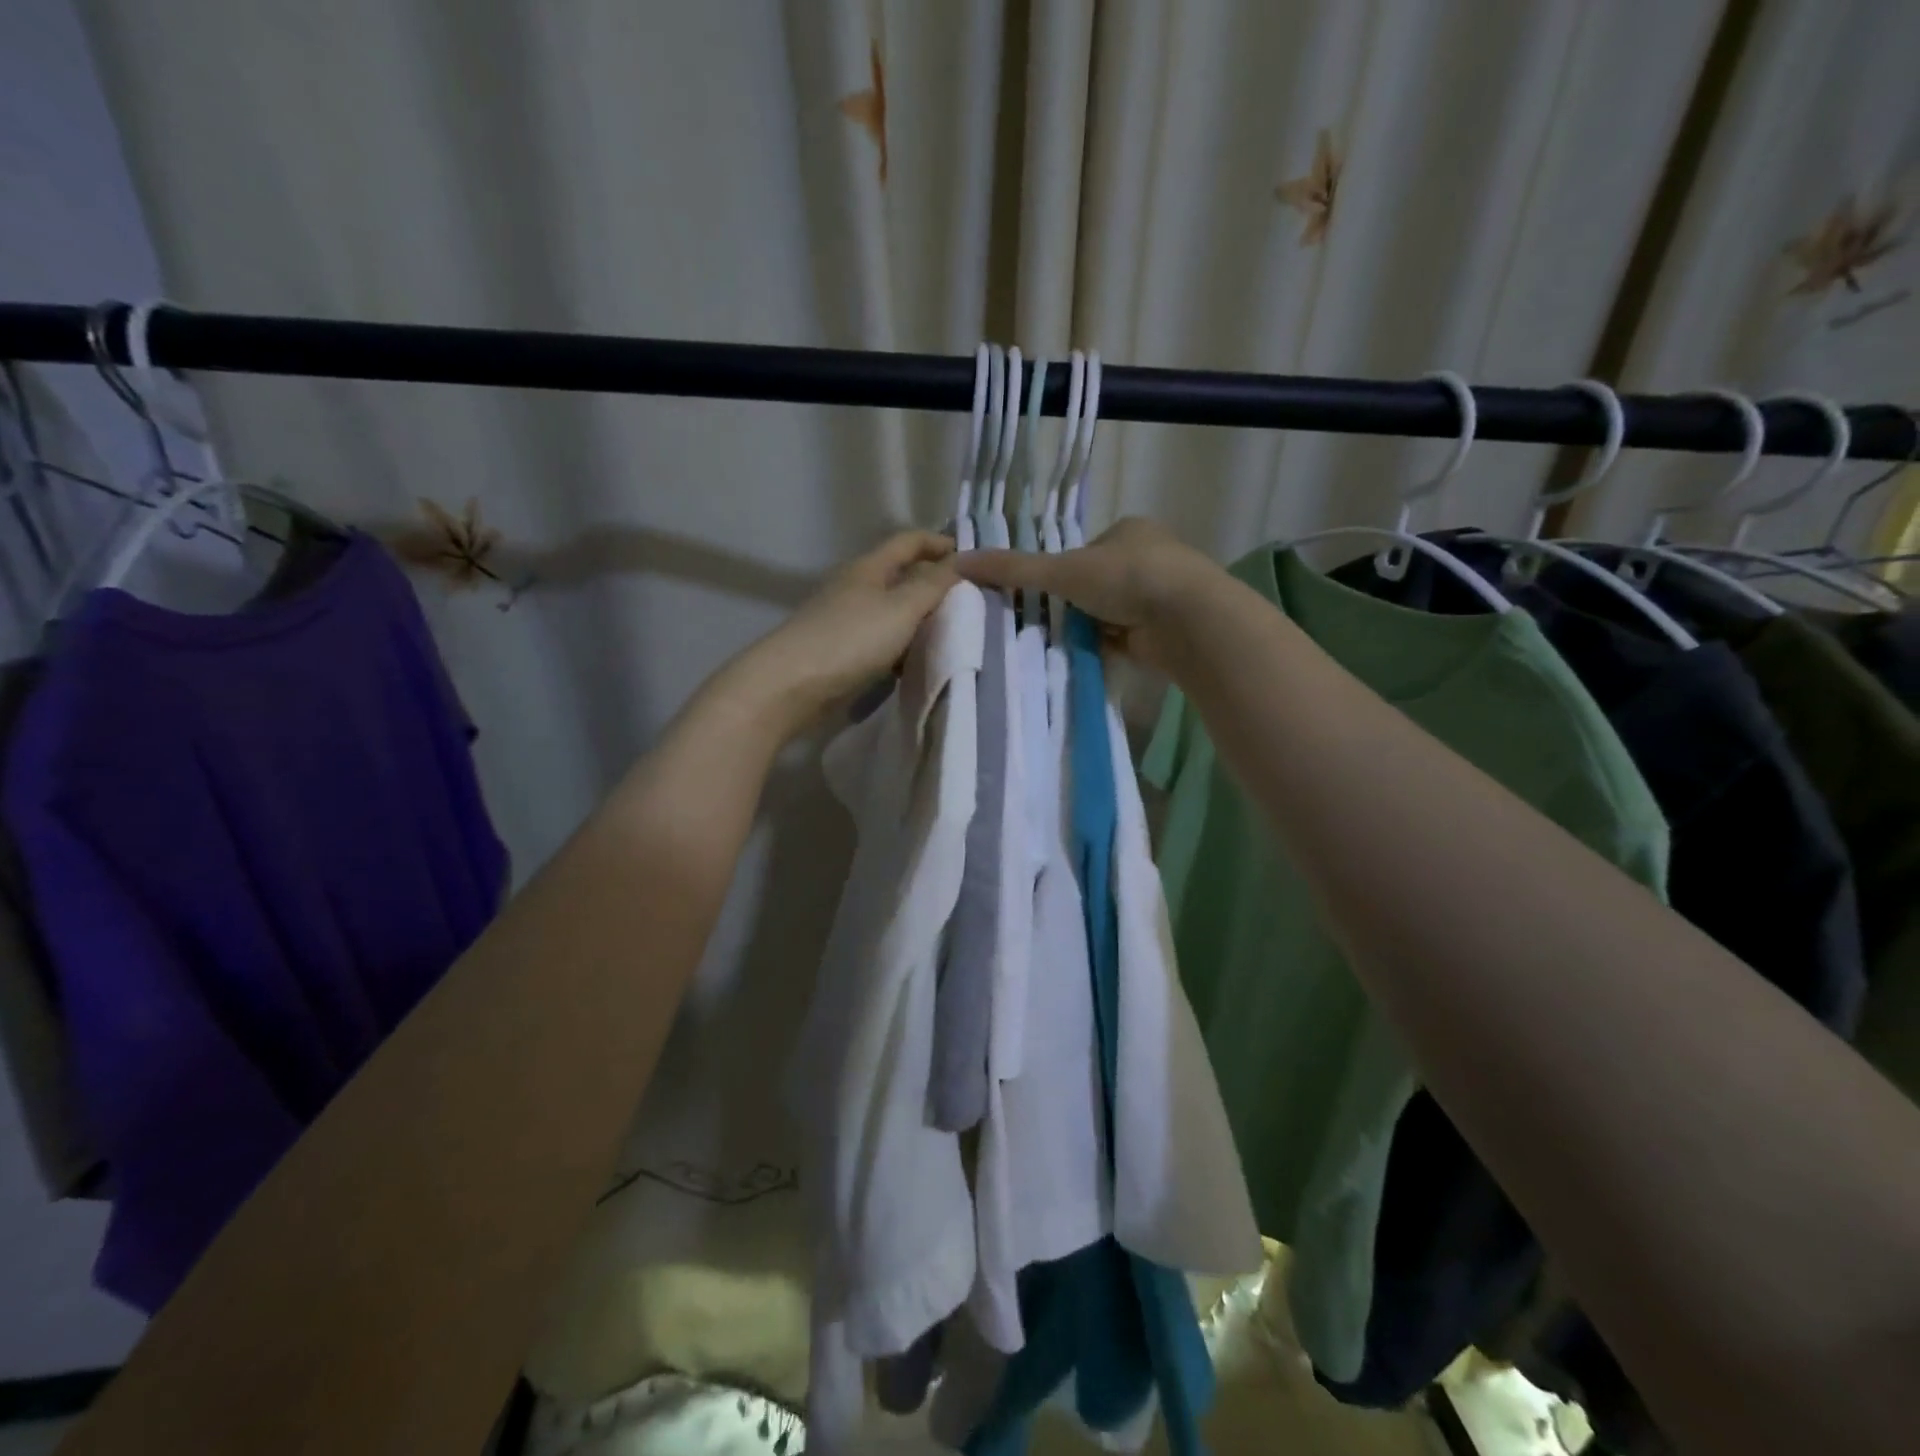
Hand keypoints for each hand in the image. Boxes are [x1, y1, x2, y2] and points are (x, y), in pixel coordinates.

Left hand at [734, 530, 957, 736]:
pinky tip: (918, 662)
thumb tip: (962, 562)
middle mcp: (856, 587)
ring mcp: (847, 620)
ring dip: (920, 619)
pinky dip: (903, 646)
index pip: (909, 541)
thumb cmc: (851, 639)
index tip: (973, 562)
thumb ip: (933, 585)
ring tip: (953, 635)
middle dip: (934, 585)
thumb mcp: (901, 607)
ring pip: (893, 611)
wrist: (791, 686)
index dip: (941, 544)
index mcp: (869, 568)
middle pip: (901, 576)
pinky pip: (882, 641)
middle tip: (971, 603)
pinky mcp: (842, 652)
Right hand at [954, 518, 1219, 672]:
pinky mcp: (1167, 628)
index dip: (1060, 573)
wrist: (1186, 617)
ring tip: (1067, 643)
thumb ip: (1013, 569)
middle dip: (1076, 604)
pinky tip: (1092, 655)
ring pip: (1111, 612)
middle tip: (1048, 624)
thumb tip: (958, 562)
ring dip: (1092, 627)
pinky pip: (1126, 637)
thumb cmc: (1126, 577)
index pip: (1082, 552)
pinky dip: (1108, 646)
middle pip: (1096, 584)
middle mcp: (1148, 557)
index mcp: (1127, 531)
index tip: (1043, 594)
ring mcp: (1161, 593)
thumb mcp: (1062, 570)